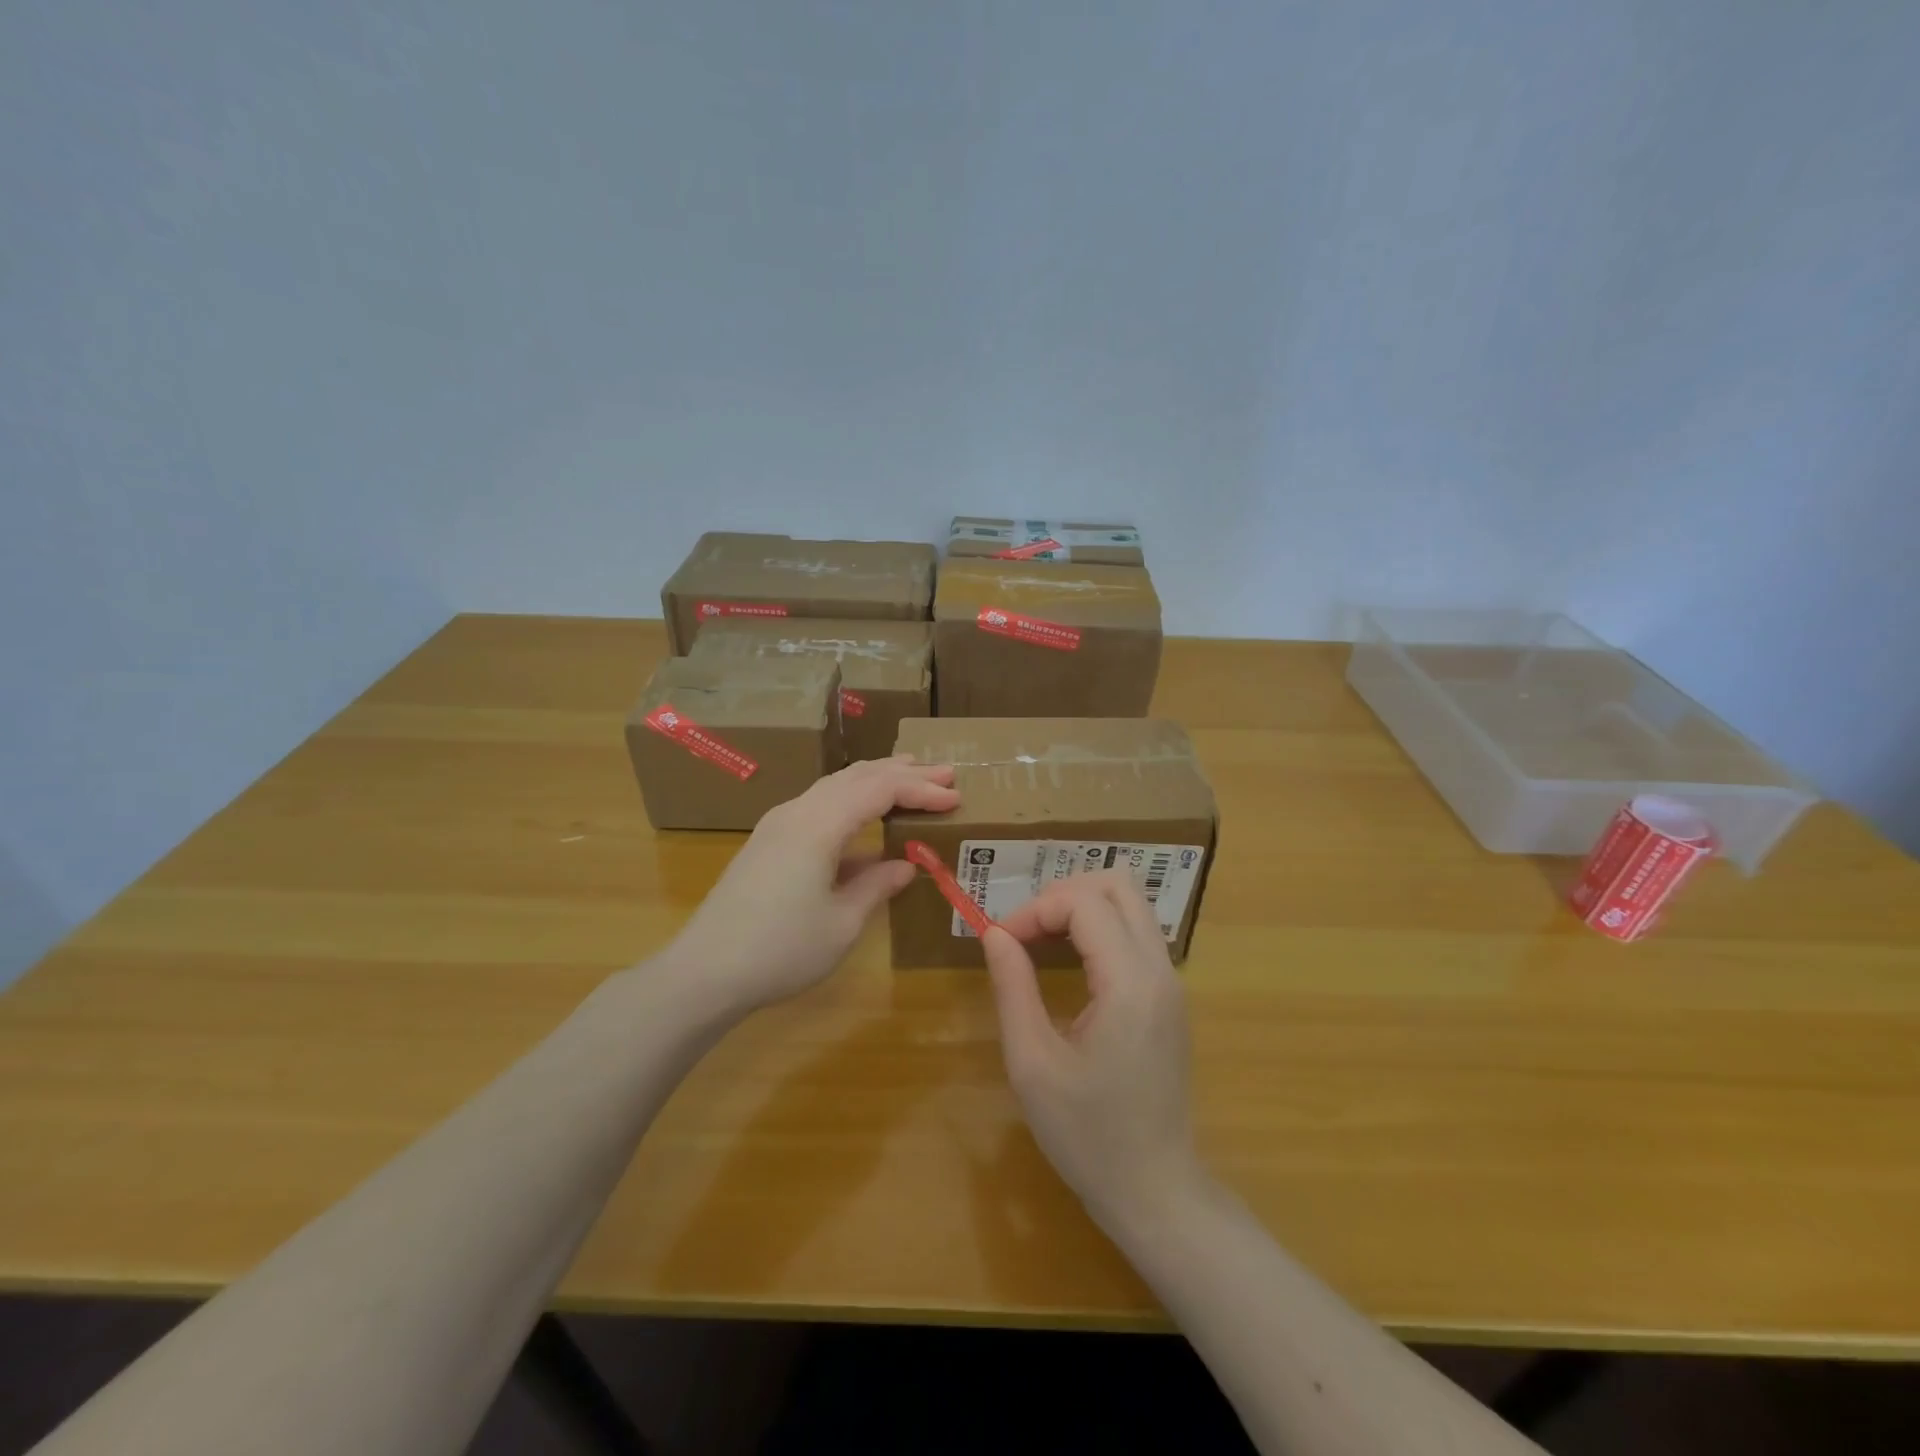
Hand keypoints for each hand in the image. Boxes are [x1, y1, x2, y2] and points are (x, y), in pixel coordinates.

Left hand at [664, 756, 958, 1017]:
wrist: (705, 972)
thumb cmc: (781, 950)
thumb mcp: (842, 923)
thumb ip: (876, 885)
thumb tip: (905, 865)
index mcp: (819, 825)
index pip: (880, 790)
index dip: (920, 790)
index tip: (955, 797)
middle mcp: (797, 811)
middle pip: (857, 777)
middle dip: (903, 773)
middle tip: (944, 775)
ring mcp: (778, 824)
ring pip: (835, 786)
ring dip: (875, 780)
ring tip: (910, 777)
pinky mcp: (769, 841)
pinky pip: (820, 804)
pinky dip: (852, 801)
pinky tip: (866, 819)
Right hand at [982, 871, 1204, 1233]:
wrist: (1156, 1192)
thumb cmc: (1088, 1136)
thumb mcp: (1033, 1063)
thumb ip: (1013, 986)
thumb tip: (994, 933)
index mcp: (1129, 984)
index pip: (1084, 902)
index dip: (1035, 908)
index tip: (1000, 941)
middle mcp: (1159, 970)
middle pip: (1119, 884)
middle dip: (1063, 893)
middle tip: (1025, 930)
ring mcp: (1171, 982)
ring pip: (1131, 903)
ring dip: (1082, 907)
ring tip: (1040, 940)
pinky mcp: (1169, 997)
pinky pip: (1136, 933)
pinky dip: (1099, 928)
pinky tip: (1069, 961)